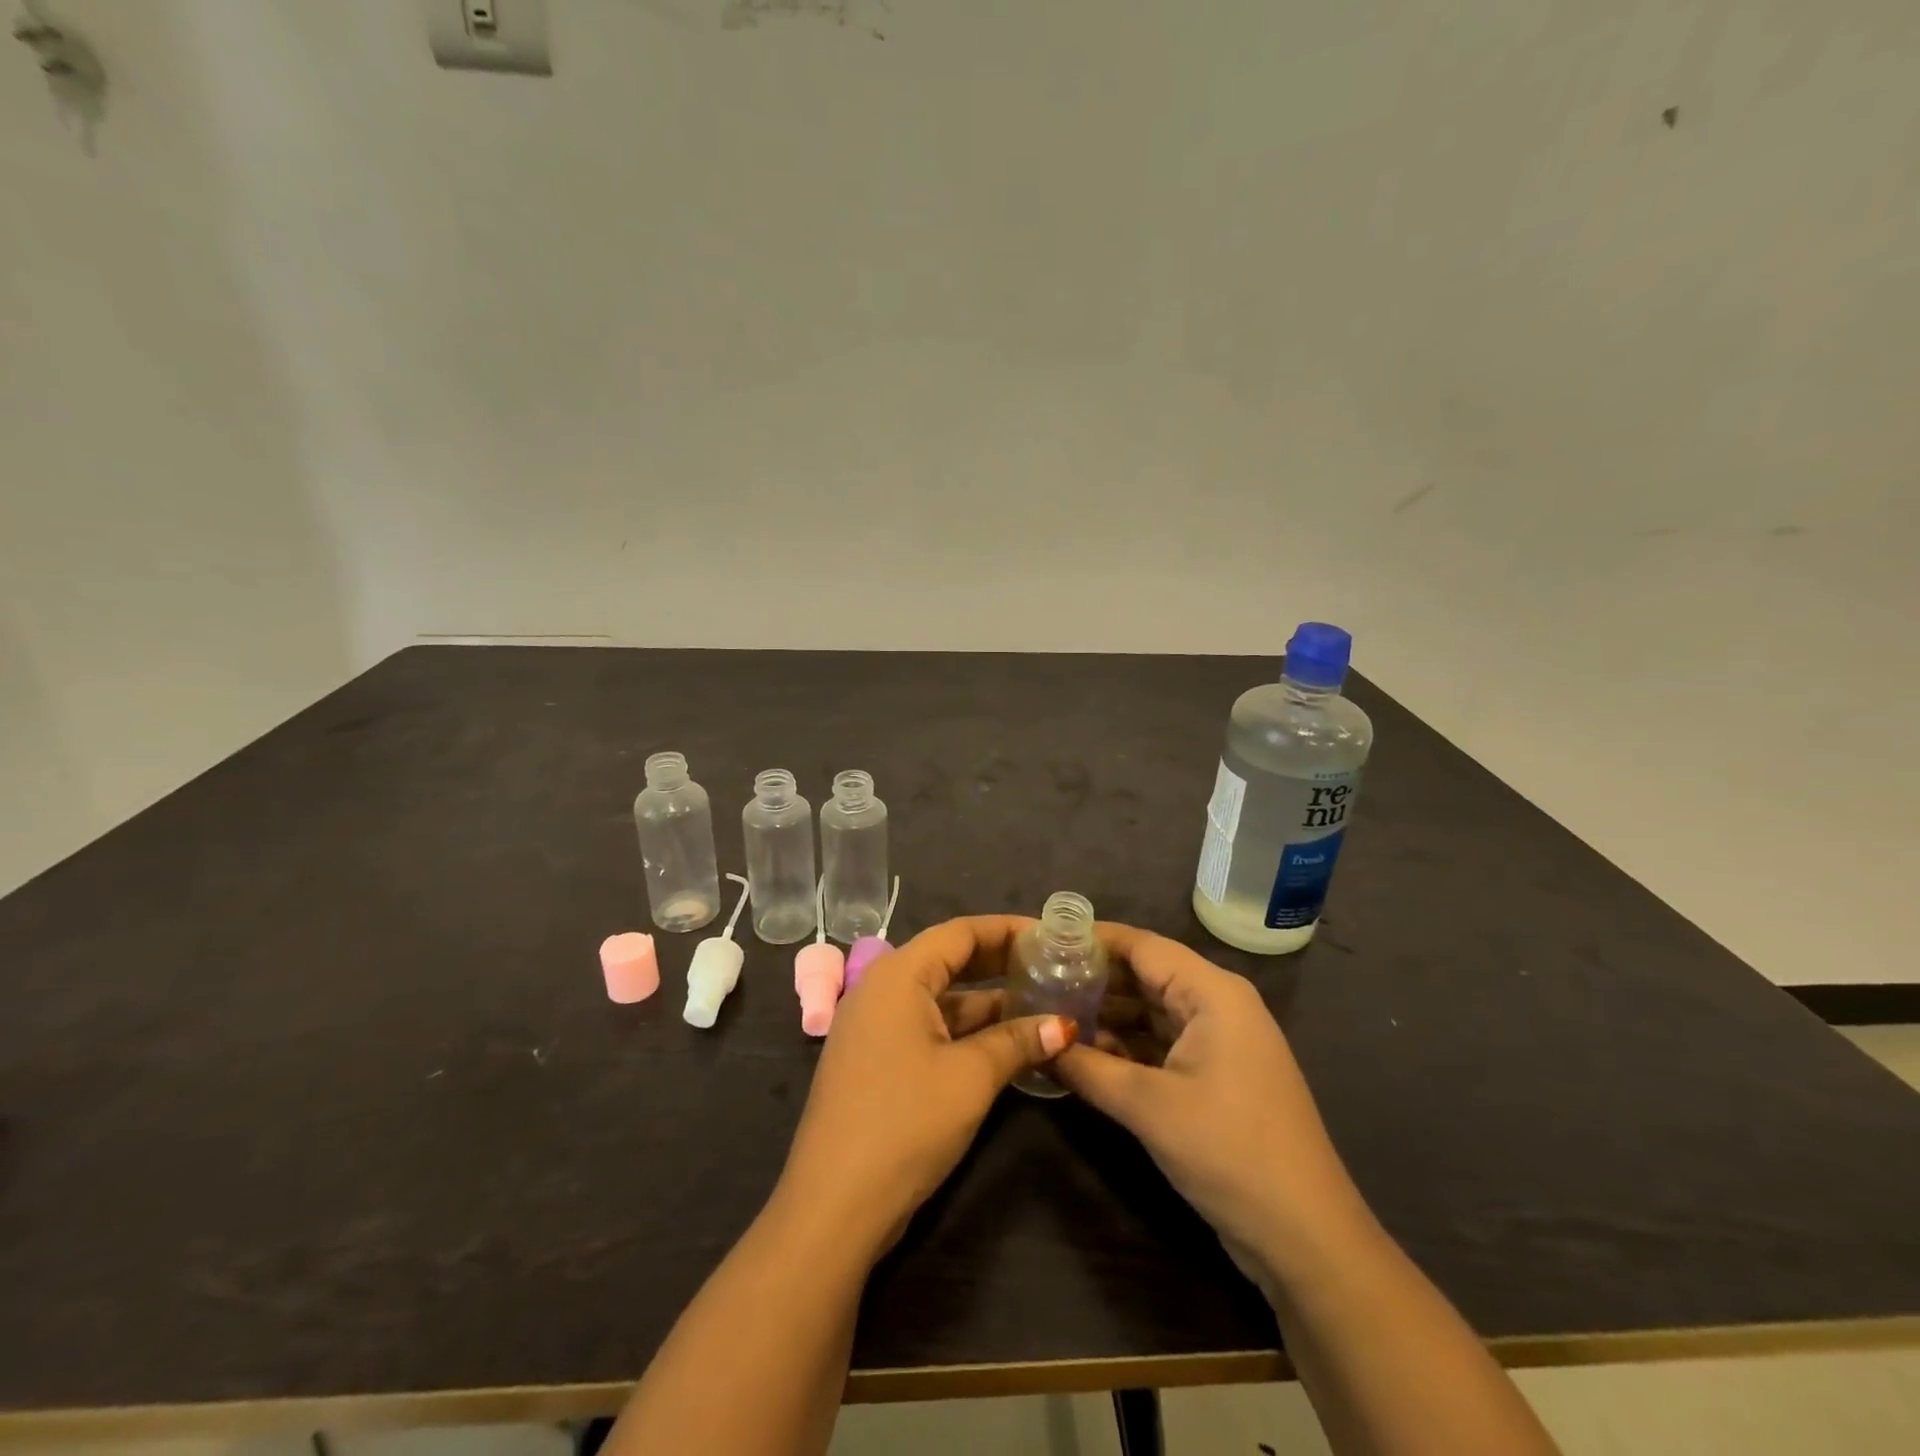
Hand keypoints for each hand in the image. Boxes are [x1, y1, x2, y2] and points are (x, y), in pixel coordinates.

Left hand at [776, 916, 1075, 1255]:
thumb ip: (1018, 1041)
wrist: (834, 1205)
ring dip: (986, 1002)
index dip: (1007, 929)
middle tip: (1051, 965)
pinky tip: (1005, 1042)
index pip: (960, 932)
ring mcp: (875, 1026)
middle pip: (949, 960)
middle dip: (1000, 962)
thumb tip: (1064, 1025)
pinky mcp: (876, 1060)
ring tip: (1040, 1003)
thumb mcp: (970, 1077)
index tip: (1050, 934)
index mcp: (898, 975)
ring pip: (940, 998)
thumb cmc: (905, 1122)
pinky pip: (927, 1027)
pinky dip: (965, 1030)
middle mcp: (881, 989)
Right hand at [1053, 926, 1374, 1293]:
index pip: (1142, 945)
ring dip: (1105, 1014)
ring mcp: (1218, 1041)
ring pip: (1150, 1010)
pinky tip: (1083, 1052)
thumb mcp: (1148, 1106)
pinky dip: (1126, 1046)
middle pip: (1145, 974)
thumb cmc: (1229, 1151)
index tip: (1040, 940)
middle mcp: (1217, 1005)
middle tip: (1034, 979)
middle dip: (1092, 978)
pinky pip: (1162, 1043)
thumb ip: (1087, 1067)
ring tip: (1048, 1012)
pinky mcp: (1215, 1075)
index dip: (1091, 940)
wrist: (1305, 1238)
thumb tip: (1036, 1041)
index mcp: (1212, 992)